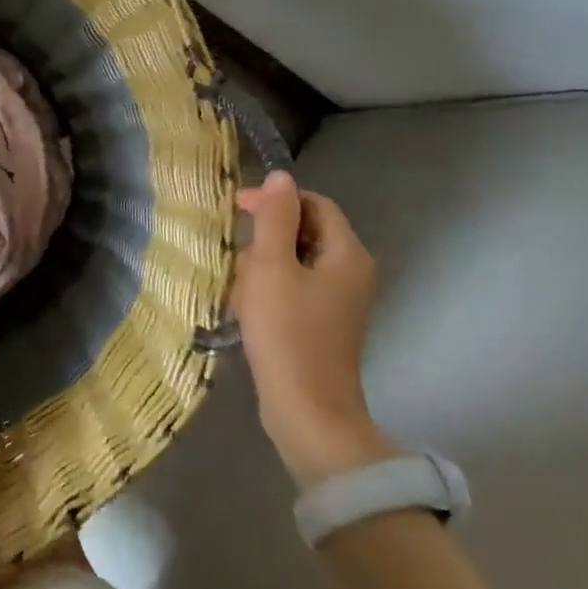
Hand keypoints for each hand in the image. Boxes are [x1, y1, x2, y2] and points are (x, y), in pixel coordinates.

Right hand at [231, 171, 393, 486]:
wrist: (307, 411)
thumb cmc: (287, 333)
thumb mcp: (272, 267)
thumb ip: (275, 218)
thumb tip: (281, 177)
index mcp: (347, 255)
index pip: (314, 204)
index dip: (276, 200)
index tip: (236, 210)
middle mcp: (351, 274)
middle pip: (303, 234)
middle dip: (264, 241)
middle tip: (238, 262)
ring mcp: (338, 303)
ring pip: (293, 264)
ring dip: (261, 269)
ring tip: (239, 293)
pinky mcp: (322, 326)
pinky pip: (293, 291)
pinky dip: (268, 293)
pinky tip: (247, 312)